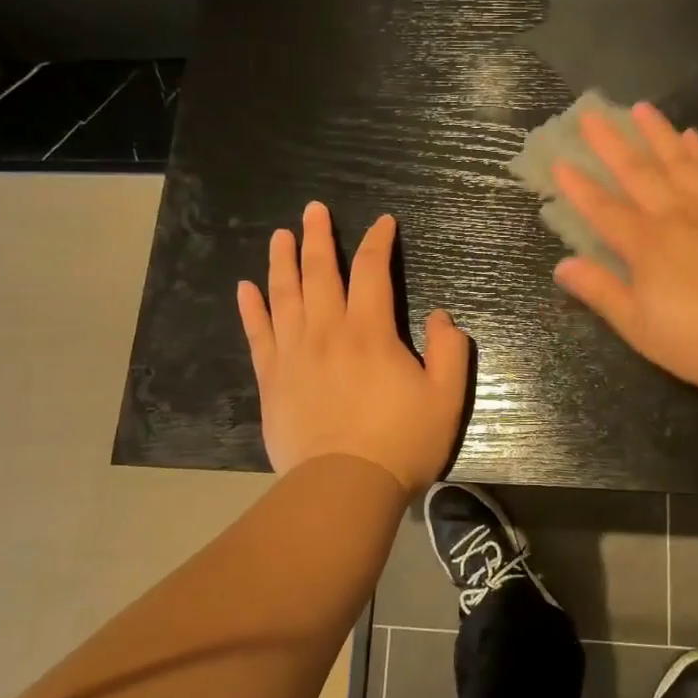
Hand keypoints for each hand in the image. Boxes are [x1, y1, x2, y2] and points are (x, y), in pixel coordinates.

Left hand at [237, 202, 470, 491]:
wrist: (343, 488)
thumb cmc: (401, 442)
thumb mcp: (446, 397)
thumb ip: (450, 350)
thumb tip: (442, 317)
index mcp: (370, 331)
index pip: (372, 270)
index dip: (378, 241)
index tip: (383, 223)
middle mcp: (327, 330)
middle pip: (319, 272)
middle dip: (318, 236)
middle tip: (314, 209)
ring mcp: (294, 353)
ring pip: (284, 294)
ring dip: (282, 260)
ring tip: (281, 235)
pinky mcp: (271, 379)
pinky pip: (258, 333)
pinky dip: (252, 308)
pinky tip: (246, 288)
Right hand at [550, 102, 697, 392]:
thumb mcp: (642, 328)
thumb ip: (602, 293)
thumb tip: (562, 265)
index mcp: (646, 247)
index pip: (604, 210)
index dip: (580, 188)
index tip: (560, 162)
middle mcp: (676, 216)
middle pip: (638, 173)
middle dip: (611, 144)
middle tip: (591, 115)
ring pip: (679, 161)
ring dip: (656, 134)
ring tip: (640, 108)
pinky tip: (692, 135)